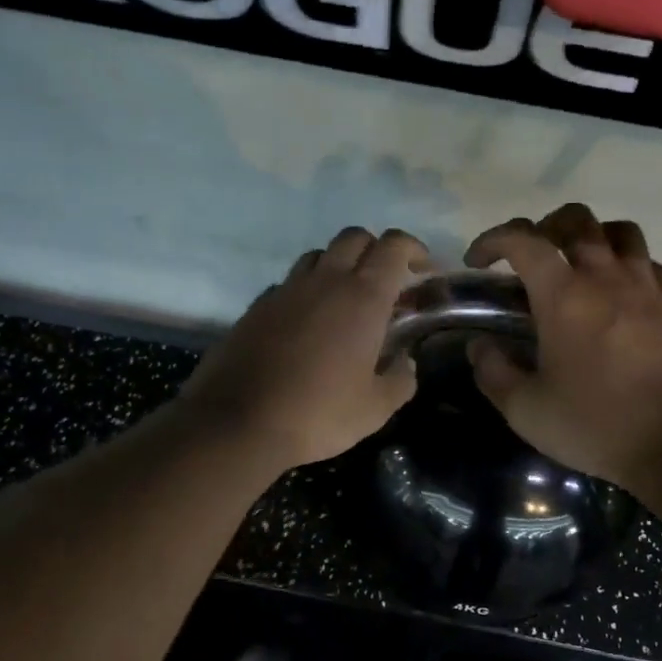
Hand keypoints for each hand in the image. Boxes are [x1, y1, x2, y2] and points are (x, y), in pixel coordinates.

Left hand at [181, 227, 430, 470]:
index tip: (422, 268)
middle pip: (354, 237)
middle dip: (375, 250)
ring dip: (338, 266)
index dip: (412, 249)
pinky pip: (289, 283)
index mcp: (363, 298)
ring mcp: (286, 290)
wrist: (239, 422)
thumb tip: (405, 362)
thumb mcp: (376, 408)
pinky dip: (305, 291)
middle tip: (385, 283)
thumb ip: (401, 379)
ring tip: (345, 301)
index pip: (393, 246)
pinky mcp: (257, 306)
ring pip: (318, 256)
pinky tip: (307, 323)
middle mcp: (325, 281)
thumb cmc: (319, 414)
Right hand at [464, 204, 661, 491]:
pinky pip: (649, 263)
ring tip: (576, 265)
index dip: (494, 240)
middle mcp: (606, 277)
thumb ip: (494, 372)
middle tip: (529, 259)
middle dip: (544, 227)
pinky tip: (617, 291)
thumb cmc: (596, 425)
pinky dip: (627, 263)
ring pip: (620, 231)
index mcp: (564, 296)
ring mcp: (646, 288)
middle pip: (576, 219)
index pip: (524, 240)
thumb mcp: (526, 410)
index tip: (478, 262)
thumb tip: (481, 346)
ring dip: (591, 236)